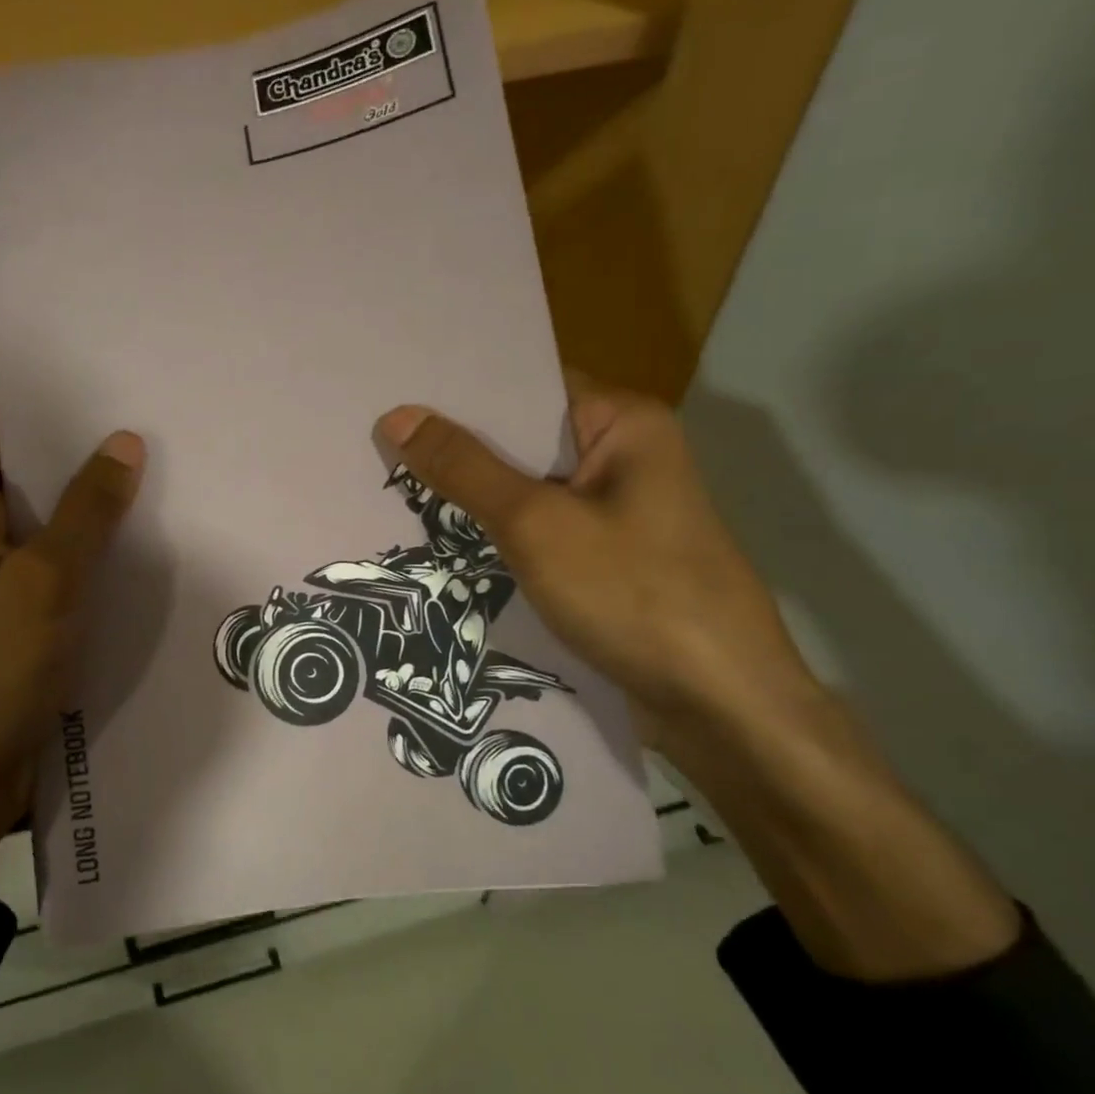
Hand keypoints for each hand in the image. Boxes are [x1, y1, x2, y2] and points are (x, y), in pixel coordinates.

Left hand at [0, 429, 145, 932]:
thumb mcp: (45, 580)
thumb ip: (87, 510)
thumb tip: (126, 442)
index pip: (5, 442)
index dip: (59, 426)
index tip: (123, 410)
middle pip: (34, 490)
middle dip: (91, 476)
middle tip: (164, 451)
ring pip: (53, 540)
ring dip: (99, 528)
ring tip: (170, 499)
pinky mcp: (16, 629)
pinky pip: (60, 584)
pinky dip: (95, 573)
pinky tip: (148, 565)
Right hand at [375, 373, 814, 756]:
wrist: (720, 706)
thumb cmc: (633, 594)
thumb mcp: (536, 524)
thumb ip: (464, 469)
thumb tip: (396, 415)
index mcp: (623, 424)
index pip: (525, 386)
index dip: (458, 393)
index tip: (390, 397)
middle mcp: (622, 458)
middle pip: (522, 440)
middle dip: (454, 449)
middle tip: (373, 446)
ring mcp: (616, 514)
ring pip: (525, 492)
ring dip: (470, 498)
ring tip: (387, 489)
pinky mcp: (606, 562)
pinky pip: (537, 533)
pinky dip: (494, 537)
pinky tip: (439, 543)